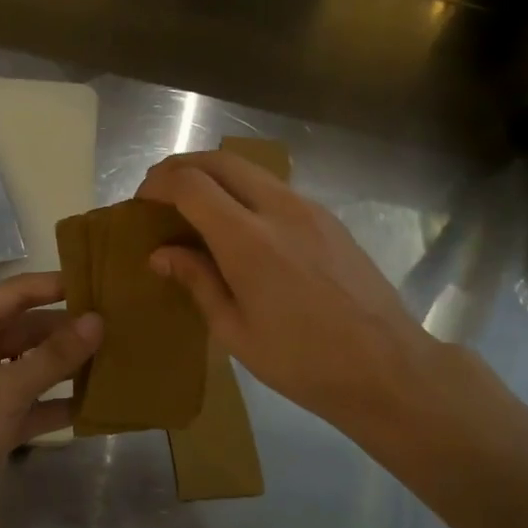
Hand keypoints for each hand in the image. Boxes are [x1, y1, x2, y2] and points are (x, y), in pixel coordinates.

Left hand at [0, 272, 101, 527]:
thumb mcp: (5, 391)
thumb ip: (54, 356)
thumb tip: (98, 321)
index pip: (18, 293)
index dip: (59, 285)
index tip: (105, 283)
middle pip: (31, 328)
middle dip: (71, 329)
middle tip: (123, 325)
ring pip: (36, 364)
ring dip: (70, 365)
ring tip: (121, 356)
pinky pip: (36, 400)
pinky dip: (61, 401)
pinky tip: (101, 400)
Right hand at [135, 152, 460, 442]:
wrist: (386, 366)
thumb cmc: (302, 362)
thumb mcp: (235, 331)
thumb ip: (197, 281)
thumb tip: (161, 254)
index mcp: (248, 240)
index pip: (191, 184)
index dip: (159, 183)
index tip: (142, 201)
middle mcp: (279, 209)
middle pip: (221, 161)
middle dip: (182, 166)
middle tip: (160, 191)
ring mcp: (310, 209)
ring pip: (251, 170)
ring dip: (215, 175)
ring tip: (195, 206)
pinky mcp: (329, 219)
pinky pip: (276, 189)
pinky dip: (245, 191)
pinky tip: (240, 225)